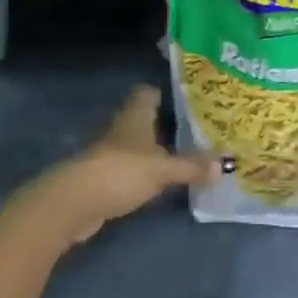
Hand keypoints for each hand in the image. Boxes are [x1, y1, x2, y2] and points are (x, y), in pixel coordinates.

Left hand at [24, 86, 216, 247]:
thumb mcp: (162, 169)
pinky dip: (143, 173)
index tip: (188, 99)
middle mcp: (121, 129)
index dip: (164, 93)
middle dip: (164, 124)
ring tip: (183, 156)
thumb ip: (191, 166)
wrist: (74, 204)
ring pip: (136, 145)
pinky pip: (129, 169)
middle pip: (143, 119)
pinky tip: (160, 182)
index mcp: (135, 116)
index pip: (147, 93)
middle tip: (195, 130)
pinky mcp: (102, 178)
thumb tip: (223, 164)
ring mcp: (109, 154)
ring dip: (153, 150)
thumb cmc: (121, 172)